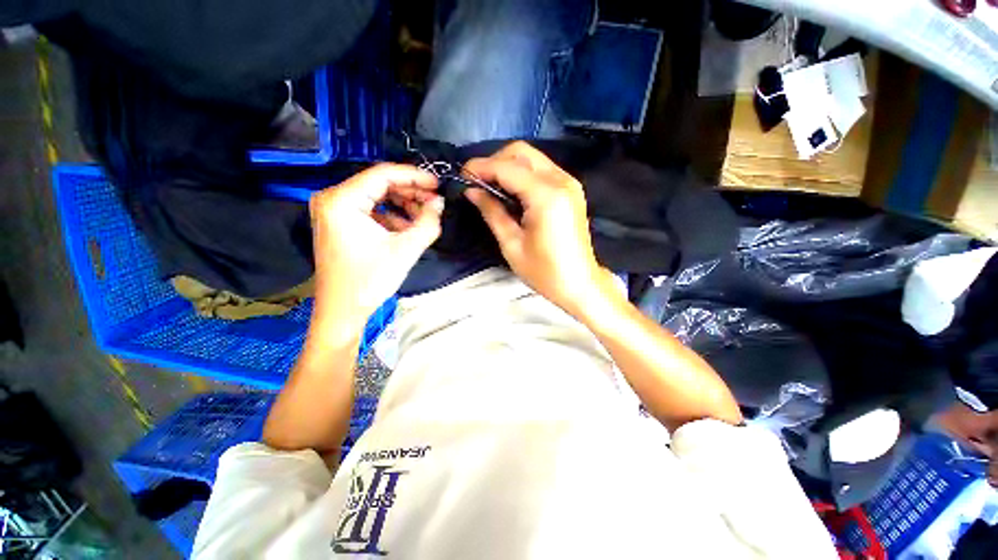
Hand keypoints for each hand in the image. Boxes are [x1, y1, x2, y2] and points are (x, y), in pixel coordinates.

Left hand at [309, 164, 441, 337]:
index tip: (438, 184)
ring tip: (425, 216)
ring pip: (377, 196)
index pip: (383, 174)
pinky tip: (408, 227)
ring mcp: (334, 210)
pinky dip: (392, 215)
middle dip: (411, 192)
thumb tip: (440, 202)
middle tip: (435, 203)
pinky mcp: (339, 222)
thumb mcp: (406, 250)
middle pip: (379, 183)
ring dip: (403, 204)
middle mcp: (332, 198)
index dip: (414, 177)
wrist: (343, 311)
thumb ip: (428, 222)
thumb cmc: (370, 281)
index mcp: (341, 200)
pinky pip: (371, 209)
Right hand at [464, 142, 614, 314]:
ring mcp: (569, 183)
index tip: (462, 175)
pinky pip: (542, 170)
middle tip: (477, 182)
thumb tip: (472, 191)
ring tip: (490, 187)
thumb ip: (492, 212)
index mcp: (546, 196)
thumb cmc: (544, 271)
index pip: (507, 168)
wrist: (579, 283)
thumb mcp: (512, 244)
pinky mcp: (571, 190)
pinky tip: (510, 192)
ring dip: (508, 166)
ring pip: (532, 158)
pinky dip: (522, 174)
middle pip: (521, 153)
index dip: (481, 167)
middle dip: (495, 161)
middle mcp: (561, 181)